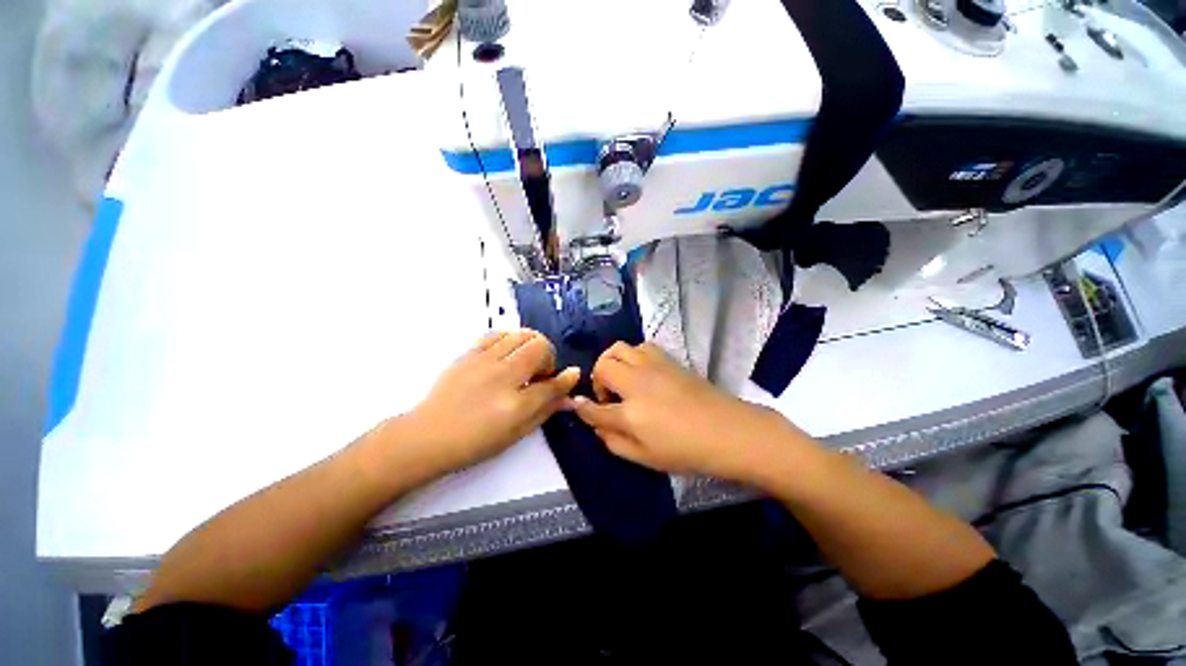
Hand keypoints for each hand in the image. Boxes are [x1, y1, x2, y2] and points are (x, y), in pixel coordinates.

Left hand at [395, 330, 579, 477]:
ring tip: (524, 360)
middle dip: (548, 357)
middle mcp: (502, 376)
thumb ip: (545, 410)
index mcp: (515, 404)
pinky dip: (510, 339)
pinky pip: (498, 333)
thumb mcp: (516, 433)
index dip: (566, 378)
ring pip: (521, 334)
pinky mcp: (469, 353)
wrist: (428, 436)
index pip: (552, 384)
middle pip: (540, 346)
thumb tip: (567, 396)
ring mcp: (484, 361)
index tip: (569, 375)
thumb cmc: (475, 442)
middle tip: (540, 373)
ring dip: (531, 344)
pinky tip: (507, 352)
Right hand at [571, 342, 801, 481]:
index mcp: (630, 412)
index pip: (594, 408)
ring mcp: (653, 366)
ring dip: (613, 362)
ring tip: (622, 380)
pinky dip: (632, 356)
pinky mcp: (668, 359)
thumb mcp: (645, 458)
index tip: (578, 407)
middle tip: (608, 397)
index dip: (582, 408)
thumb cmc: (687, 451)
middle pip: (602, 365)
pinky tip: (641, 372)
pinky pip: (640, 346)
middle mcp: (637, 382)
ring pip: (619, 348)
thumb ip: (614, 441)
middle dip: (596, 379)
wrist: (729, 431)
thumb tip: (597, 425)